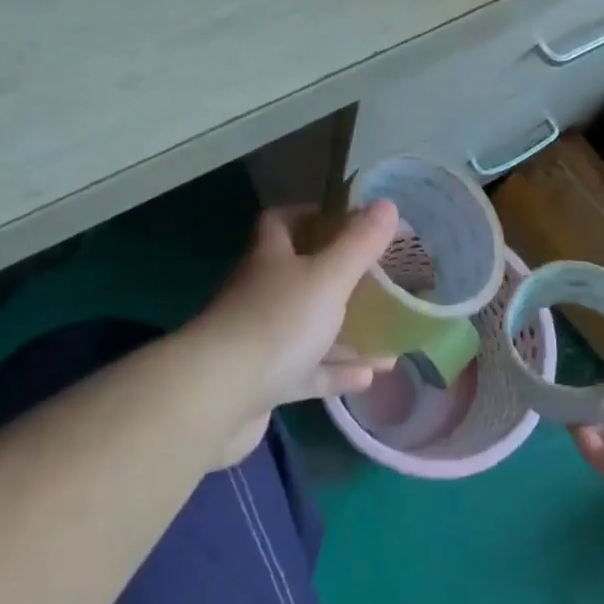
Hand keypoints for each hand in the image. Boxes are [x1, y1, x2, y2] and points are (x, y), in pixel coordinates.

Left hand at [193, 201, 400, 467]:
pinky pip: (307, 371)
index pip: (282, 221)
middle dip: (337, 276)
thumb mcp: (328, 278)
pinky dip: (336, 371)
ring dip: (344, 329)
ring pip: (307, 326)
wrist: (216, 399)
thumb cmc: (275, 323)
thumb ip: (359, 244)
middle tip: (379, 278)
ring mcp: (258, 340)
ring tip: (387, 330)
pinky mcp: (262, 383)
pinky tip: (370, 376)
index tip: (349, 220)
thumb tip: (387, 204)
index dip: (312, 215)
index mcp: (269, 258)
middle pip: (298, 274)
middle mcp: (260, 293)